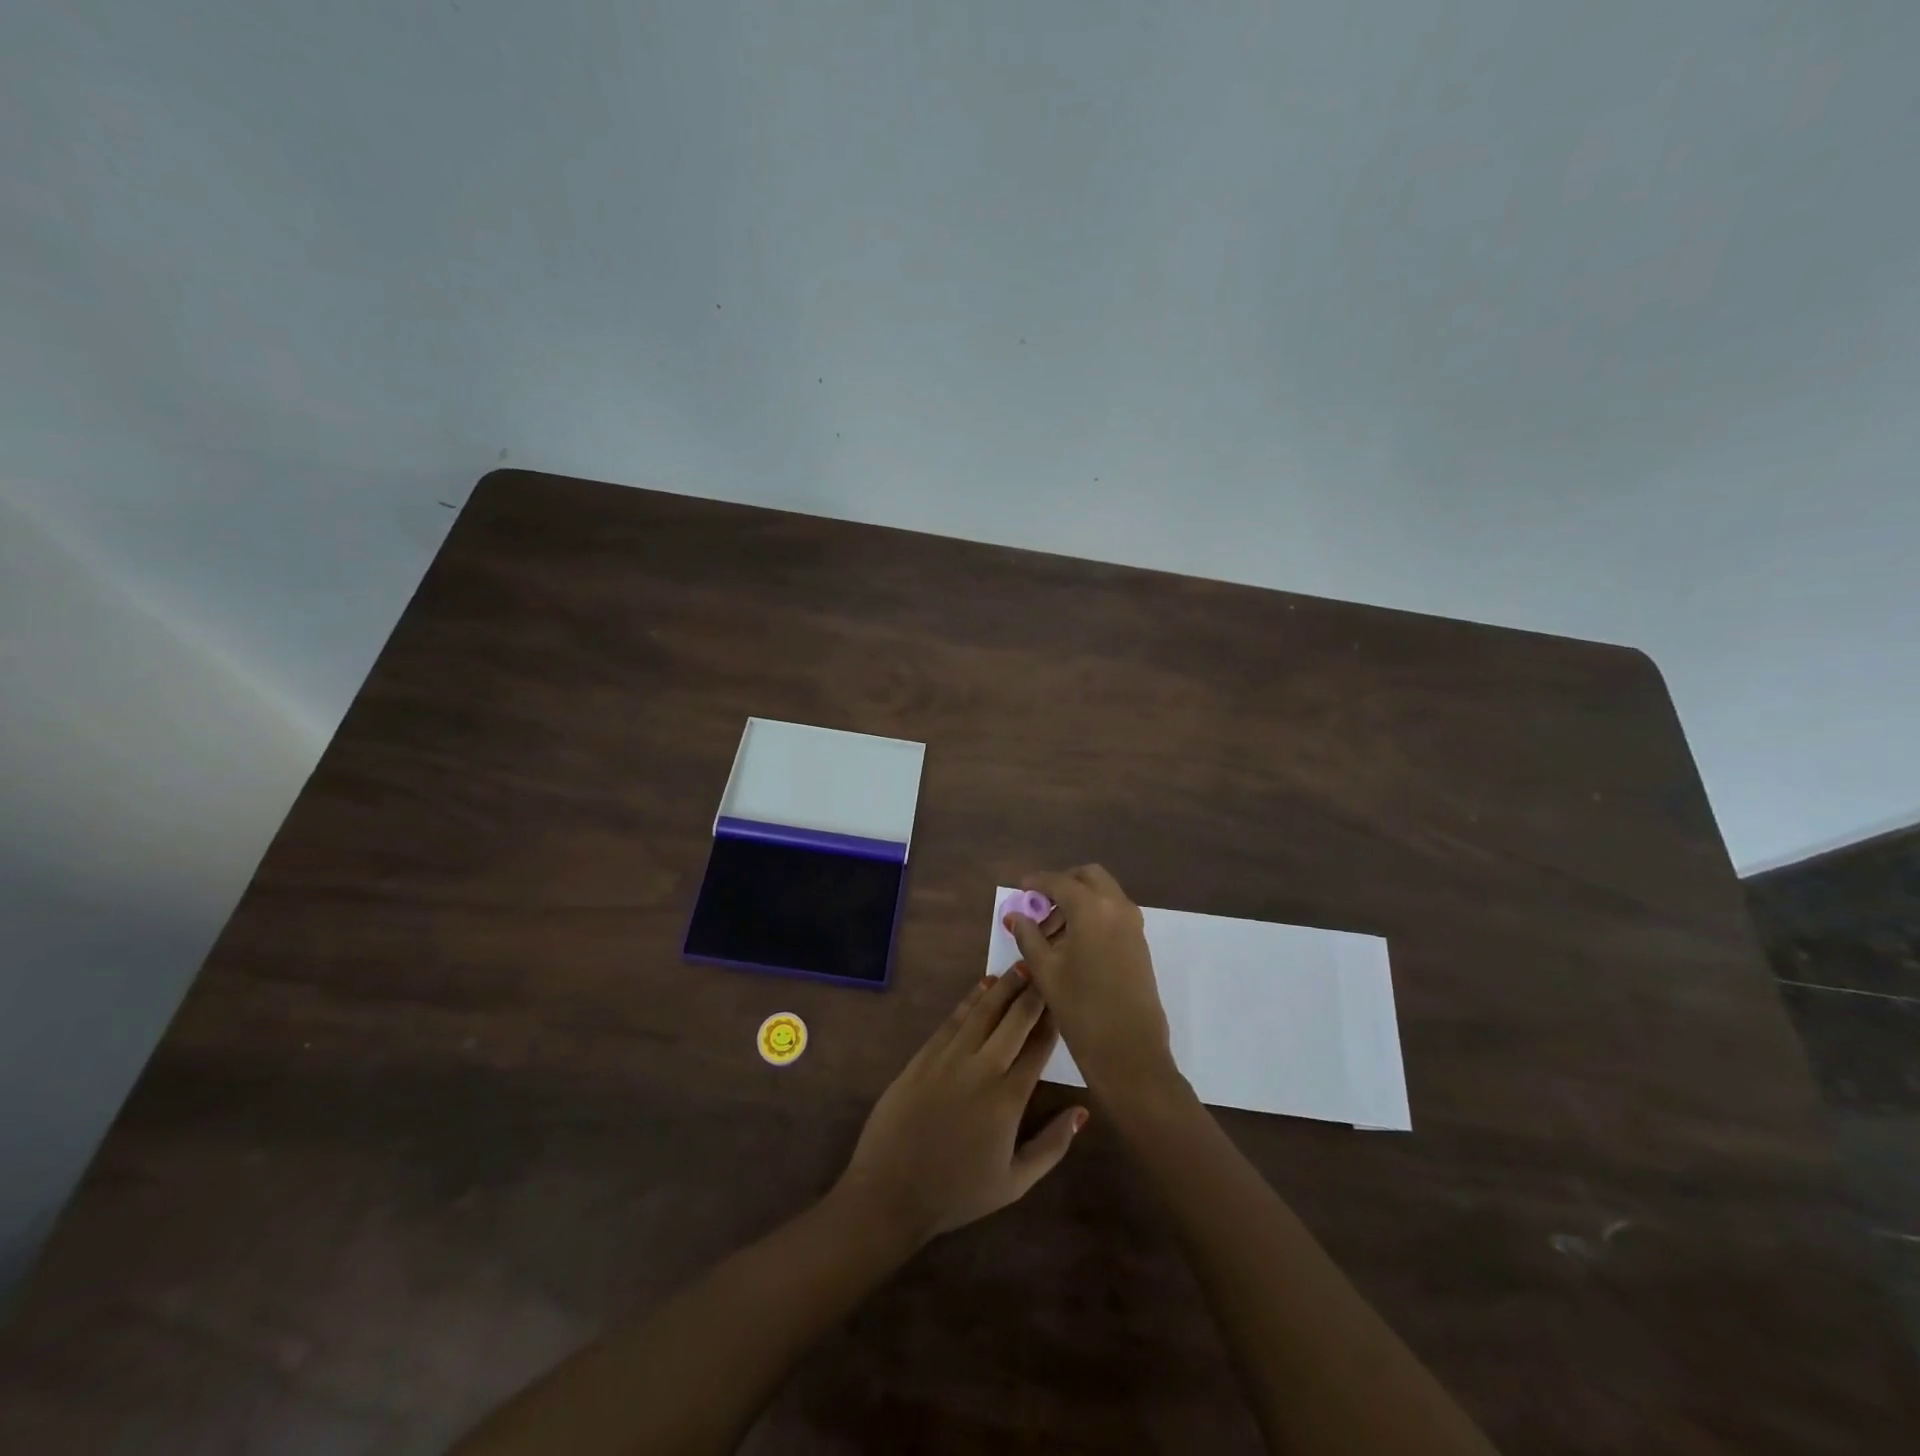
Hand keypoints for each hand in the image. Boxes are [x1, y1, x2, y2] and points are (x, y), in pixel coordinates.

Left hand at [837, 972, 1085, 1246]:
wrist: (891, 1191)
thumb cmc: (957, 1193)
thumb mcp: (1014, 1183)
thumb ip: (1052, 1146)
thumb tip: (1082, 1112)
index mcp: (1009, 1099)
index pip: (1038, 1047)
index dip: (1053, 1019)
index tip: (1064, 996)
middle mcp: (982, 1068)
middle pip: (1013, 1019)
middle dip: (1032, 991)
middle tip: (1046, 967)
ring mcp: (949, 1058)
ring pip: (983, 1011)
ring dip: (1003, 986)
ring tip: (1019, 966)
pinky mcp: (924, 1055)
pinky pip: (953, 1019)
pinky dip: (970, 1000)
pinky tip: (982, 987)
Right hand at [1005, 865, 1177, 1097]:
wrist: (1130, 1051)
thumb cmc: (1082, 1009)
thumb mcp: (1046, 971)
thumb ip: (1028, 936)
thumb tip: (1015, 915)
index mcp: (1092, 908)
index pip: (1060, 882)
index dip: (1037, 882)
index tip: (1021, 887)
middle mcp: (1117, 907)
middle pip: (1089, 876)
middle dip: (1064, 883)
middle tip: (1040, 904)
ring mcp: (1133, 924)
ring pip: (1104, 893)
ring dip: (1080, 899)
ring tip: (1052, 930)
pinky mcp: (1140, 943)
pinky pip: (1114, 912)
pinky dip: (1094, 913)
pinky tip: (1074, 942)